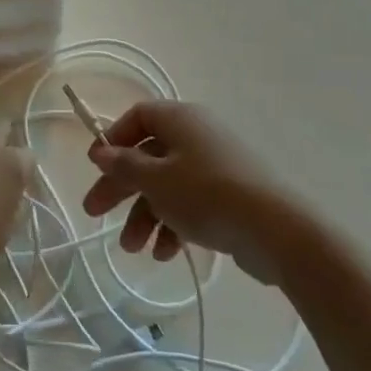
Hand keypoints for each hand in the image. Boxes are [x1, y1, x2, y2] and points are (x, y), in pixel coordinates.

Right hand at [81, 102, 298, 283]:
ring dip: (145, 214)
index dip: (114, 140)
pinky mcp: (230, 194)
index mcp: (180, 119)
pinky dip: (174, 223)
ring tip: (133, 249)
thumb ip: (125, 165)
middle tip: (95, 213)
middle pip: (148, 155)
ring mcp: (216, 165)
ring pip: (168, 183)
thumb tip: (101, 152)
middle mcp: (197, 135)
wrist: (276, 229)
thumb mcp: (156, 180)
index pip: (138, 117)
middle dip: (122, 187)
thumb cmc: (206, 194)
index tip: (97, 167)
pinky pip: (191, 202)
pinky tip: (165, 254)